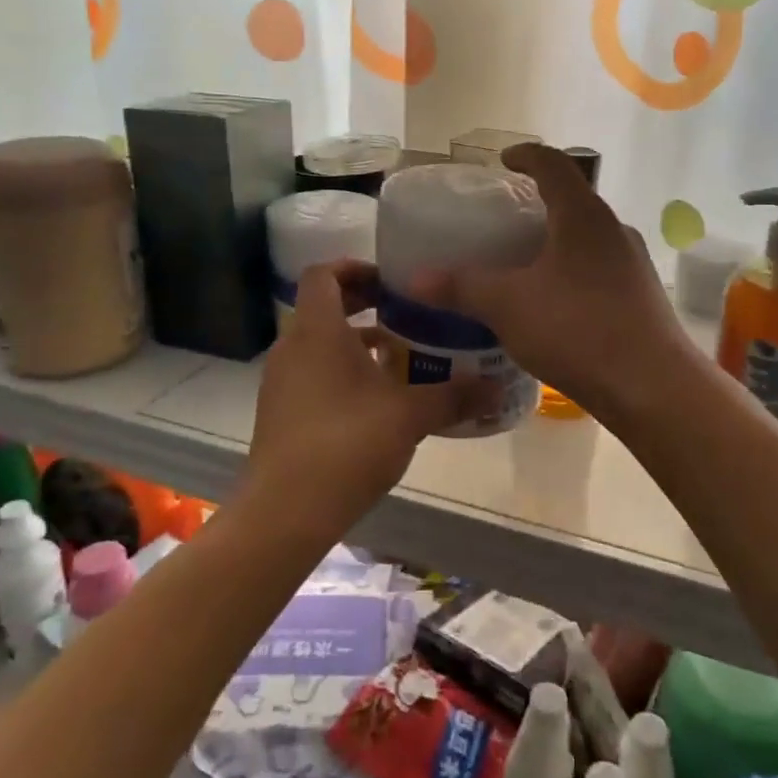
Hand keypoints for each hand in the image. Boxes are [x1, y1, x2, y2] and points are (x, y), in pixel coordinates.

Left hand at [246, 260, 475, 523]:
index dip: (354, 267)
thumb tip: (497, 387)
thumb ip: (454, 396)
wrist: (286, 511)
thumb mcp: (410, 416)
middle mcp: (292, 348)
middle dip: (361, 304)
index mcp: (317, 331)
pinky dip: (341, 373)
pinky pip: (312, 374)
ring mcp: (281, 382)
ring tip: (398, 356)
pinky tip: (376, 401)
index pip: (322, 274)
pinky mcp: (280, 413)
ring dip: (354, 342)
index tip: (390, 281)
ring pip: (318, 344)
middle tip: (403, 313)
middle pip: (321, 307)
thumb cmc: (347, 443)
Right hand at [413, 144, 693, 421]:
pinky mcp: (641, 296)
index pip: (554, 165)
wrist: (651, 385)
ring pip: (588, 238)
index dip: (526, 155)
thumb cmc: (576, 329)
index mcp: (582, 216)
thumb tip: (415, 279)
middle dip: (540, 204)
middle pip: (574, 201)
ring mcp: (633, 264)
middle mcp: (614, 230)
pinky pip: (600, 269)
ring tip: (525, 262)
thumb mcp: (507, 306)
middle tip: (506, 219)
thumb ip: (461, 287)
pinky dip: (573, 272)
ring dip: (558, 241)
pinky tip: (554, 303)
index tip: (504, 161)